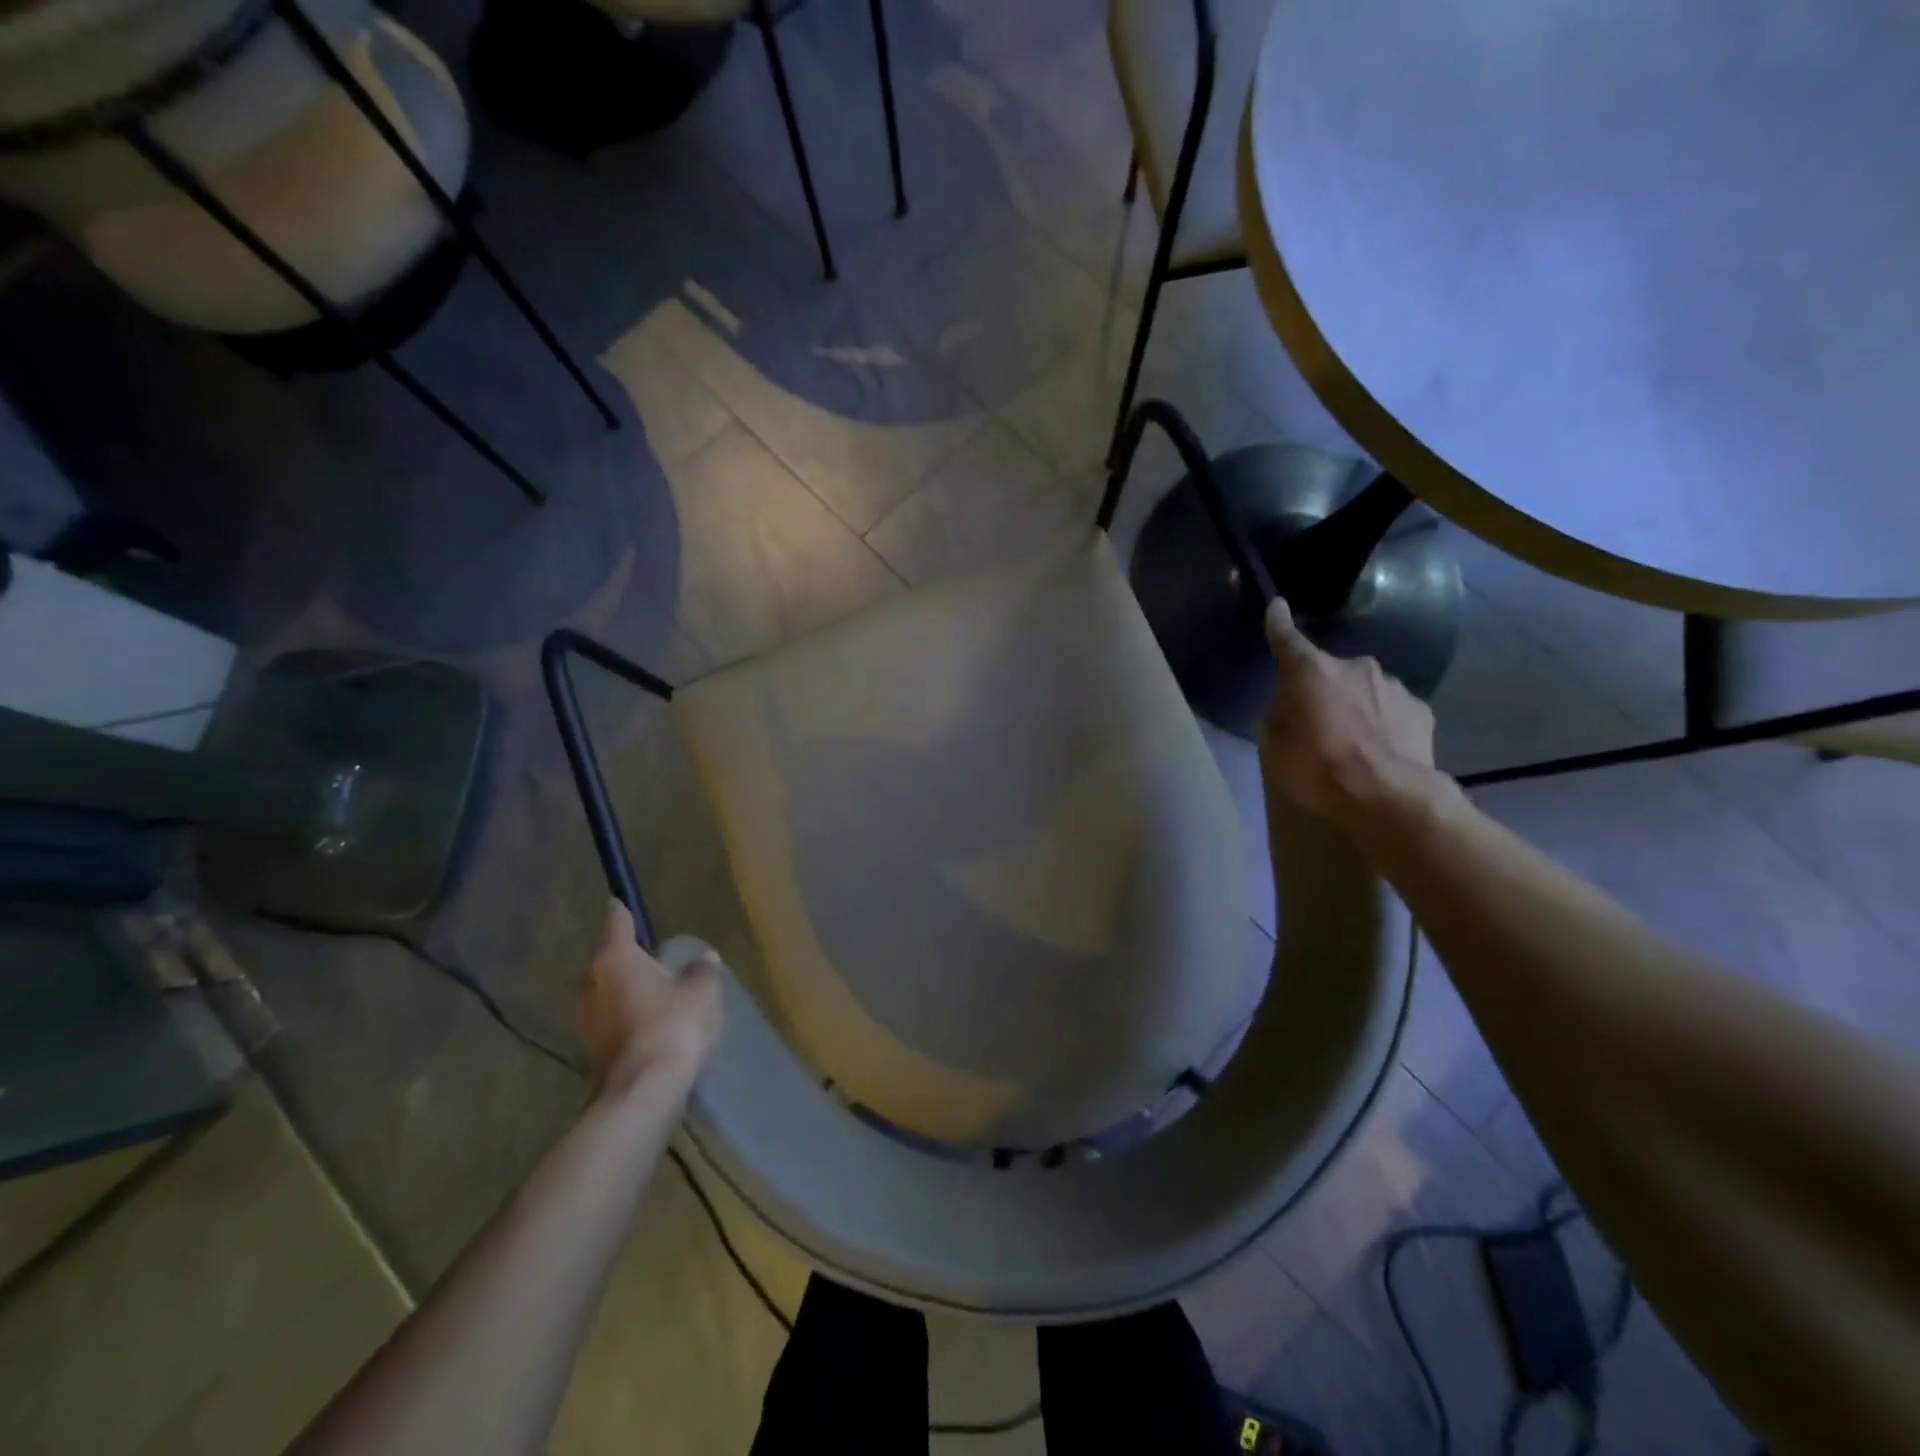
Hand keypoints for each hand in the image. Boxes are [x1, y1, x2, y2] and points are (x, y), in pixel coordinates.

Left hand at [579, 900, 722, 1099]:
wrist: (642, 1095)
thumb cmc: (671, 1027)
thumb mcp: (701, 991)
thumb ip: (703, 970)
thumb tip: (704, 958)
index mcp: (616, 959)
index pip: (617, 924)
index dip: (621, 912)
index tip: (619, 902)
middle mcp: (593, 985)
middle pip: (610, 961)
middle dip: (630, 958)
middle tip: (655, 956)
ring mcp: (588, 1021)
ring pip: (610, 993)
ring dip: (630, 991)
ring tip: (659, 991)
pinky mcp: (594, 1051)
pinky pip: (614, 1021)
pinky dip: (631, 1017)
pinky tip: (654, 1024)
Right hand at [1258, 599, 1441, 832]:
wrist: (1389, 797)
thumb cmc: (1319, 770)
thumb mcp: (1276, 747)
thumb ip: (1279, 715)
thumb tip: (1289, 704)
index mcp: (1311, 673)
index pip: (1288, 640)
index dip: (1278, 623)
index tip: (1277, 605)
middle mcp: (1355, 668)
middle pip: (1329, 672)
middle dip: (1322, 690)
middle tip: (1316, 725)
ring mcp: (1393, 686)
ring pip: (1364, 690)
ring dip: (1355, 706)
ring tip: (1353, 744)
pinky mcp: (1420, 710)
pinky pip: (1391, 709)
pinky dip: (1383, 722)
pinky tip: (1381, 750)